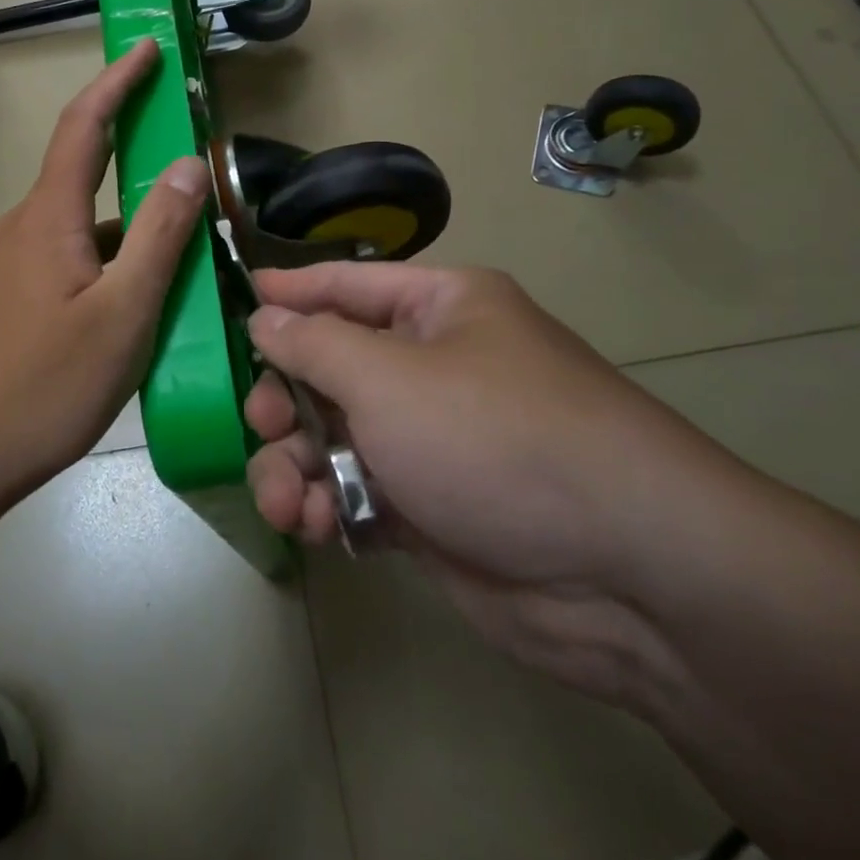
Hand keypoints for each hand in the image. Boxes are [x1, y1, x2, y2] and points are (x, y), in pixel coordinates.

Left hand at [0, 39, 209, 499]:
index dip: (118, 81)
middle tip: (188, 167)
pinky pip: (63, 261)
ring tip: (179, 255)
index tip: (149, 49)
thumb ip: (160, 235)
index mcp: (47, 218)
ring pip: (78, 228)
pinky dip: (104, 262)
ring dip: (126, 227)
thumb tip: (187, 164)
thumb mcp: (123, 313)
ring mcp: (5, 267)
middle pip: (82, 174)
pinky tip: (132, 303)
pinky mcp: (2, 301)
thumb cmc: (45, 386)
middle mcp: (20, 229)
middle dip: (133, 158)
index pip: (84, 126)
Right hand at [244, 264, 740, 701]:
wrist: (624, 574)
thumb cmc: (495, 438)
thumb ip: (314, 344)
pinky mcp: (430, 508)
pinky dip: (327, 505)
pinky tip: (315, 525)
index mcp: (440, 309)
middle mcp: (435, 366)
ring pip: (334, 437)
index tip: (236, 299)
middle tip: (260, 423)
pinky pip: (356, 491)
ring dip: (295, 464)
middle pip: (331, 367)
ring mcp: (433, 441)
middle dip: (285, 398)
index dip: (290, 291)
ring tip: (284, 499)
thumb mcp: (389, 377)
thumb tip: (265, 316)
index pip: (347, 284)